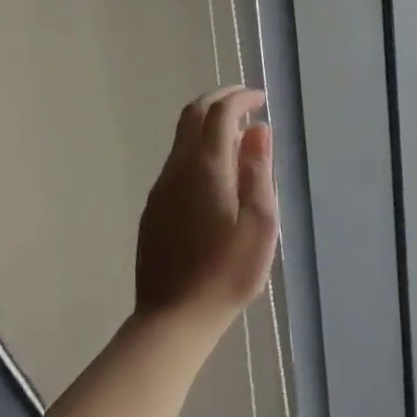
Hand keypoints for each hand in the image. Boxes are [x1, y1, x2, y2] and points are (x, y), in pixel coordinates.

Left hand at [135, 87, 278, 337]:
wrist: (174, 318)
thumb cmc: (228, 272)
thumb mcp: (260, 222)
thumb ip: (257, 170)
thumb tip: (258, 129)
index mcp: (206, 167)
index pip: (220, 113)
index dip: (241, 98)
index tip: (262, 99)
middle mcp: (178, 169)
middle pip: (193, 115)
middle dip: (220, 100)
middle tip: (248, 103)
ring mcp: (161, 189)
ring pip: (181, 138)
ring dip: (208, 124)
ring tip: (239, 137)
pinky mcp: (154, 208)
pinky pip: (176, 162)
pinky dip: (198, 148)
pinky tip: (217, 173)